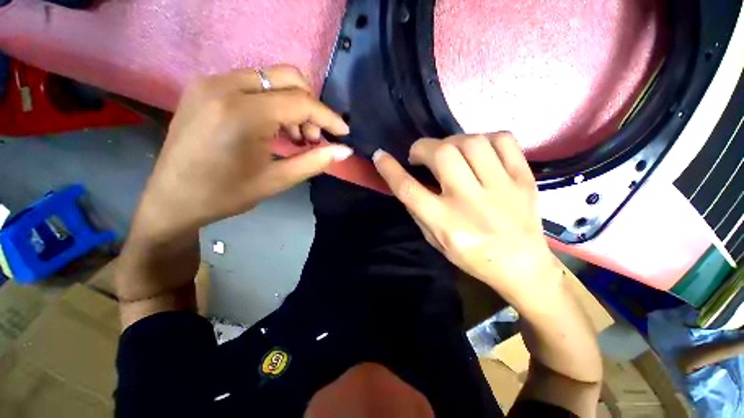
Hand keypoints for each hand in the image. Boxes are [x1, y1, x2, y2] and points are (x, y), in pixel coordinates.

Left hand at [132, 65, 351, 241]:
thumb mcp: (277, 180)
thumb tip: (345, 151)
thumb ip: (315, 161)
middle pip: (288, 77)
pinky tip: (273, 126)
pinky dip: (273, 100)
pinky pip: (252, 82)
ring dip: (292, 103)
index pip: (300, 103)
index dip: (328, 117)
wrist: (172, 198)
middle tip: (313, 136)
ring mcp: (211, 81)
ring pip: (271, 77)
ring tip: (294, 135)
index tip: (344, 132)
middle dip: (310, 106)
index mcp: (242, 114)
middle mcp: (225, 86)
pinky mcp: (204, 86)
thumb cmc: (226, 194)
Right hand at [373, 133, 560, 304]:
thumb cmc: (472, 257)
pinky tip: (477, 150)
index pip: (409, 189)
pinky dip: (484, 138)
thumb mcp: (435, 241)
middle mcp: (470, 202)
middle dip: (423, 147)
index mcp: (445, 223)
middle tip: (421, 155)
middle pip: (442, 155)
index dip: (390, 169)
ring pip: (471, 142)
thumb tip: (408, 180)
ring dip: (451, 141)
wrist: (522, 266)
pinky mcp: (523, 179)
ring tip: (448, 152)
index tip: (380, 155)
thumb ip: (419, 210)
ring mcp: (501, 188)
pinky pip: (503, 140)